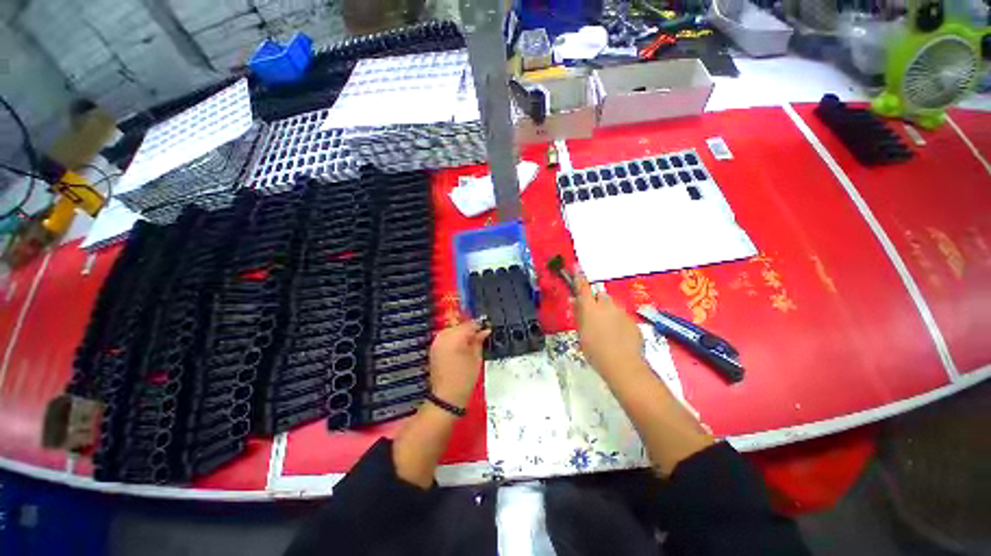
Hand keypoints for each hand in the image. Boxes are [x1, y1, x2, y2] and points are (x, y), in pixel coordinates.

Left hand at [428, 320, 490, 407]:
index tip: (486, 329)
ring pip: (452, 329)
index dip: (479, 326)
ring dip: (461, 333)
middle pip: (459, 325)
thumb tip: (485, 330)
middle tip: (479, 337)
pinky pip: (445, 337)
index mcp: (455, 337)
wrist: (446, 396)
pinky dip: (453, 339)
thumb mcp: (476, 358)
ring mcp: (436, 341)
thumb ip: (479, 341)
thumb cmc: (465, 378)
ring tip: (470, 343)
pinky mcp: (433, 348)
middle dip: (469, 329)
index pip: (469, 324)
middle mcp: (444, 336)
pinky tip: (460, 347)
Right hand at [573, 272, 643, 376]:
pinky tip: (618, 337)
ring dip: (608, 312)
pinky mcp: (632, 321)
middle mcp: (606, 305)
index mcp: (590, 308)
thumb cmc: (594, 350)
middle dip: (597, 302)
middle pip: (601, 296)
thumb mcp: (580, 333)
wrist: (622, 364)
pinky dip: (618, 322)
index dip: (579, 277)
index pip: (583, 287)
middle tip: (593, 316)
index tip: (576, 267)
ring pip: (612, 306)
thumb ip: (578, 314)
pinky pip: (622, 317)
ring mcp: (621, 312)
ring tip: (606, 330)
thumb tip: (574, 300)